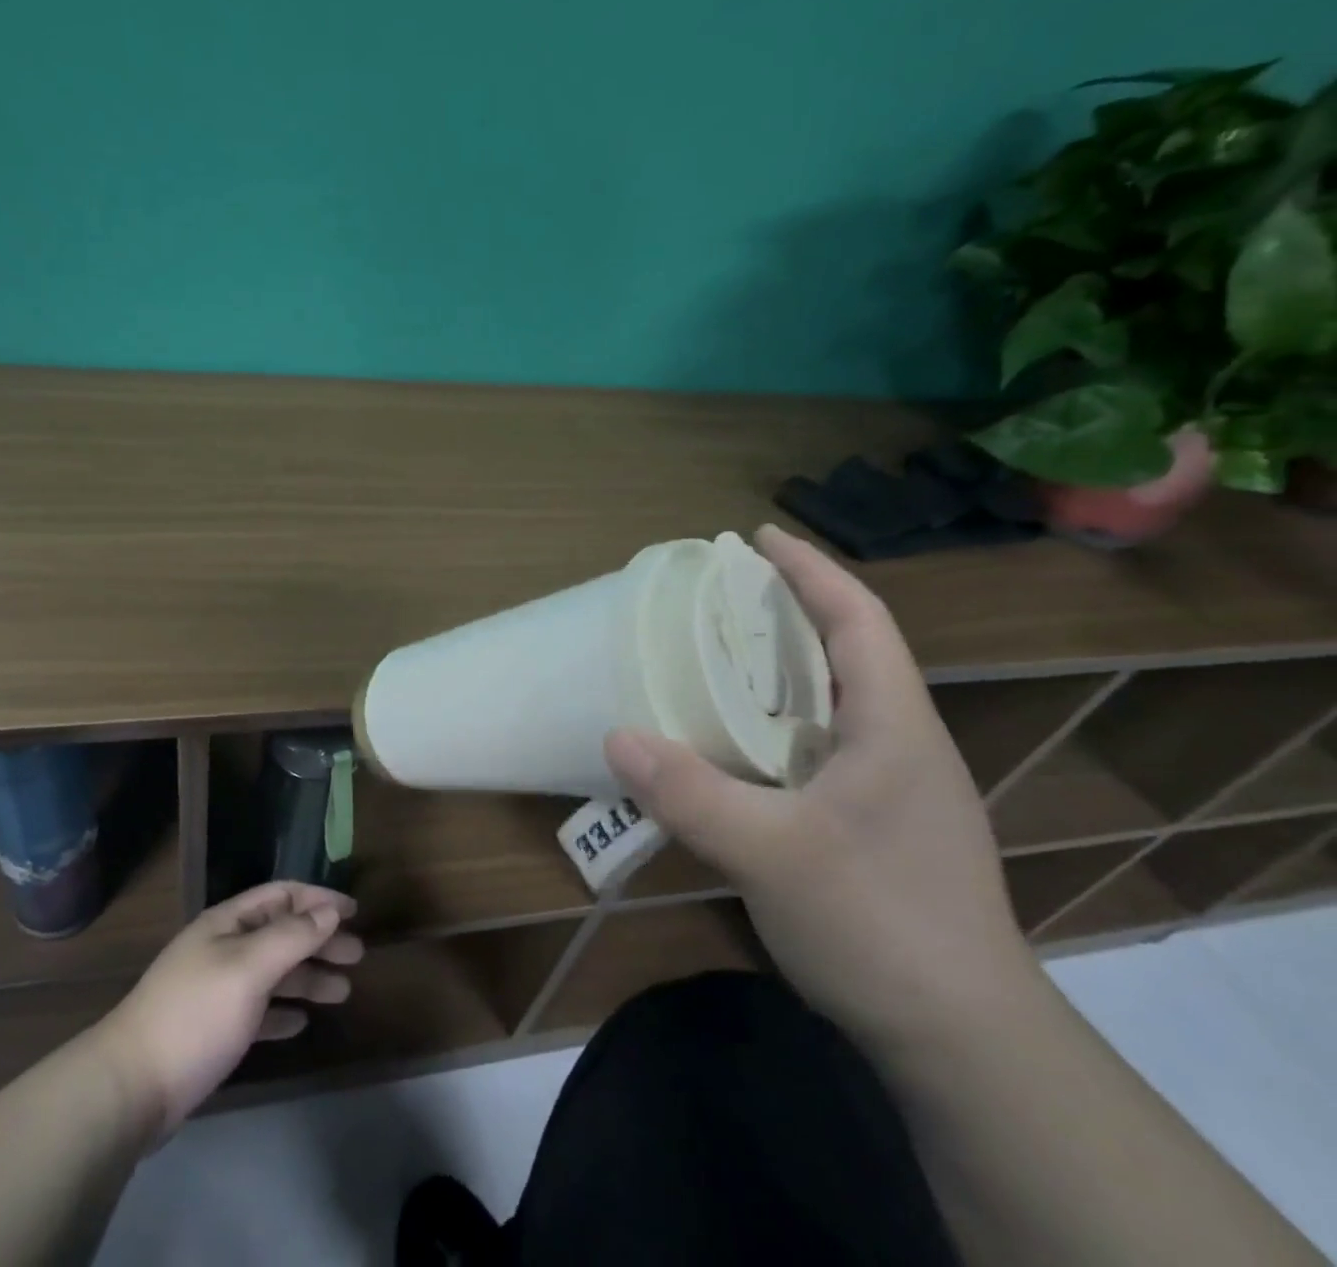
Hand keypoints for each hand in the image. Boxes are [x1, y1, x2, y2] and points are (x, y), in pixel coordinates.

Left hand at [92, 882, 363, 1136]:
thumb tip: (329, 909)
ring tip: (343, 991)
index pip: (281, 896)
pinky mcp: (213, 1030)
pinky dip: (282, 1011)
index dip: (318, 898)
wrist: (131, 1087)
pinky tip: (301, 1023)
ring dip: (308, 977)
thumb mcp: (248, 967)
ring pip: (273, 973)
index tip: (355, 912)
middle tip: (357, 956)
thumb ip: (291, 936)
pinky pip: (258, 1010)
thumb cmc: (195, 1014)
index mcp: (228, 923)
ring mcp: (216, 990)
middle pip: (281, 933)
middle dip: (320, 940)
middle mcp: (223, 948)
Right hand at [604, 524, 1041, 1057]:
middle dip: (787, 612)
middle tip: (719, 597)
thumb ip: (690, 793)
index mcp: (894, 727)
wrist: (964, 1044)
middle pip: (847, 652)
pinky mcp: (875, 827)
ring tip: (716, 659)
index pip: (859, 620)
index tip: (759, 536)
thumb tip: (615, 735)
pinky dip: (773, 725)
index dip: (811, 570)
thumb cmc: (881, 925)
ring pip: (832, 704)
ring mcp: (892, 790)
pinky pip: (818, 749)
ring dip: (780, 670)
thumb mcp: (773, 854)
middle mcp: (901, 746)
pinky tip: (732, 746)